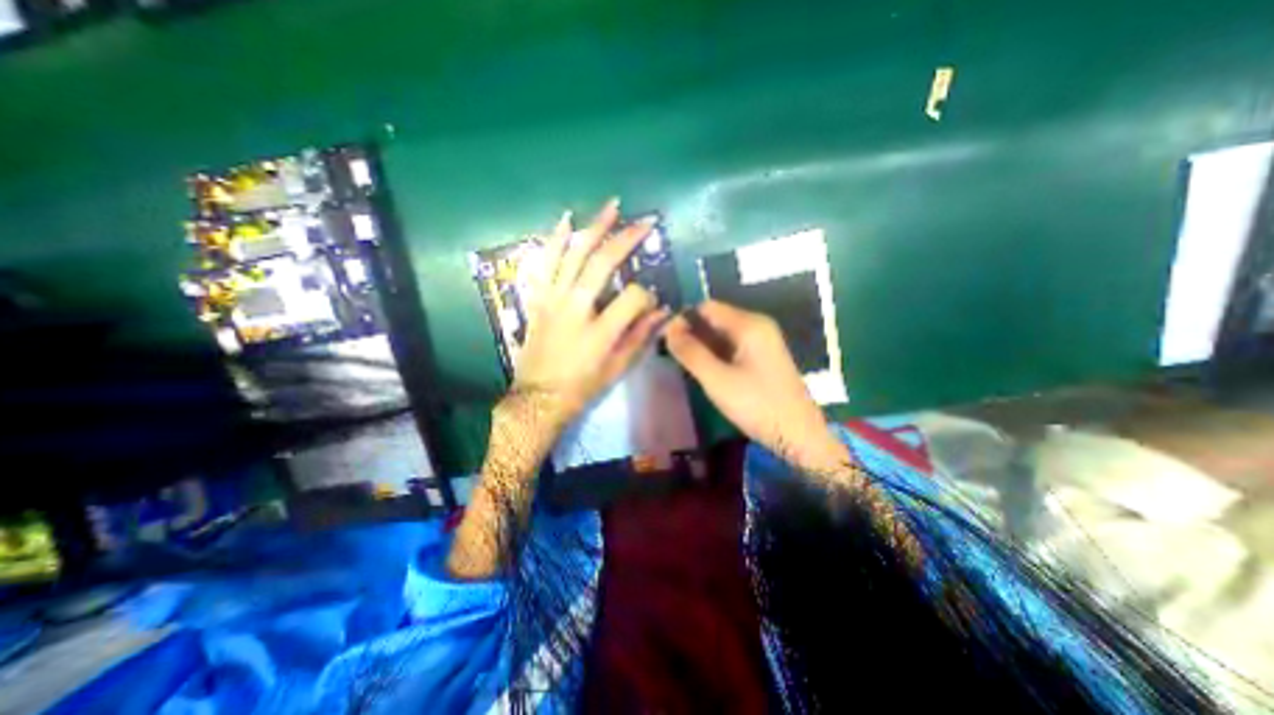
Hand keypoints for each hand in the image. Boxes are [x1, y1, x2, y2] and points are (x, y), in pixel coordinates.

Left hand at [511, 197, 667, 428]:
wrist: (538, 397)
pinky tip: (565, 220)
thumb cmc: (582, 386)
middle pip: (602, 263)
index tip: (651, 302)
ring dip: (593, 228)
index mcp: (600, 331)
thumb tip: (664, 311)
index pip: (633, 297)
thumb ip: (641, 336)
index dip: (647, 294)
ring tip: (611, 207)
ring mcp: (553, 299)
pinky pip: (544, 263)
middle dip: (627, 239)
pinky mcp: (538, 299)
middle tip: (644, 222)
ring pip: (573, 254)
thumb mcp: (617, 367)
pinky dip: (554, 240)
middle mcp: (576, 308)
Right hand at [667, 301, 843, 472]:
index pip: (707, 307)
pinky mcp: (763, 357)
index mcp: (749, 324)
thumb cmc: (757, 405)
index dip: (683, 319)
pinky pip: (733, 346)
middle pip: (715, 319)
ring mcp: (762, 341)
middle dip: (692, 332)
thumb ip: (690, 352)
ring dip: (702, 345)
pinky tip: (703, 369)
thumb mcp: (717, 379)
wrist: (799, 435)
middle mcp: (757, 325)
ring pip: (723, 334)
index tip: (663, 338)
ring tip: (682, 362)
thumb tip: (667, 329)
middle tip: (670, 353)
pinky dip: (716, 354)